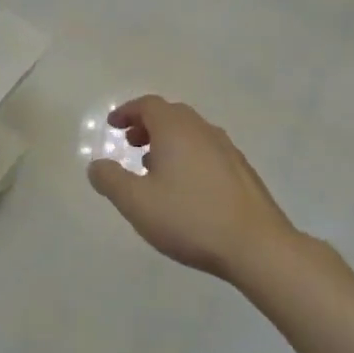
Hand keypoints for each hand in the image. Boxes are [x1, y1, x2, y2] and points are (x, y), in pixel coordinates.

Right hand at [87, 96, 300, 281]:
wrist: (256, 246)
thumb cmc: (189, 219)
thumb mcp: (136, 202)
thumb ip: (110, 180)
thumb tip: (97, 164)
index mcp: (176, 131)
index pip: (149, 105)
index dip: (127, 111)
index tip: (113, 125)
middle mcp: (204, 132)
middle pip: (172, 115)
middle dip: (147, 125)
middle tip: (130, 144)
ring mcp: (228, 151)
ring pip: (192, 134)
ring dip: (168, 142)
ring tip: (153, 168)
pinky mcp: (242, 173)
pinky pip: (207, 151)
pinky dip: (188, 156)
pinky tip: (184, 188)